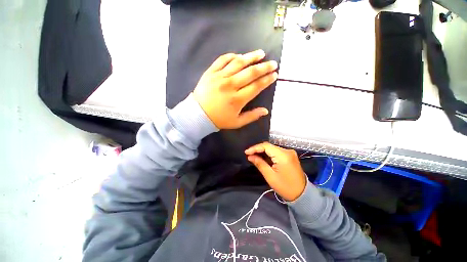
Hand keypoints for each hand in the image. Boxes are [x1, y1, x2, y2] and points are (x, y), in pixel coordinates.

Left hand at [193, 50, 277, 128]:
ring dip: (251, 57)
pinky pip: (222, 60)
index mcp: (237, 99)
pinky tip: (239, 56)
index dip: (267, 80)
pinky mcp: (210, 72)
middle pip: (250, 73)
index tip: (274, 75)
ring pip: (238, 63)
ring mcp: (219, 77)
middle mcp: (230, 86)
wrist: (198, 115)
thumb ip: (252, 116)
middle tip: (273, 63)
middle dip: (264, 67)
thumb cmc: (219, 119)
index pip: (256, 86)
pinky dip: (232, 56)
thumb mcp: (237, 122)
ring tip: (260, 53)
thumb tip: (266, 111)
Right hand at [245, 142, 306, 201]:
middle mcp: (287, 151)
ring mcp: (289, 153)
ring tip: (253, 156)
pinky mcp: (290, 156)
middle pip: (269, 146)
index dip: (255, 148)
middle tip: (249, 155)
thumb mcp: (270, 176)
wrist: (302, 194)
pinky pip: (276, 152)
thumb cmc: (285, 187)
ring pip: (272, 148)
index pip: (266, 146)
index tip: (246, 152)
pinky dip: (268, 154)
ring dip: (263, 151)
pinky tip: (262, 157)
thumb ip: (260, 163)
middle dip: (258, 150)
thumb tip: (250, 156)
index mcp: (283, 156)